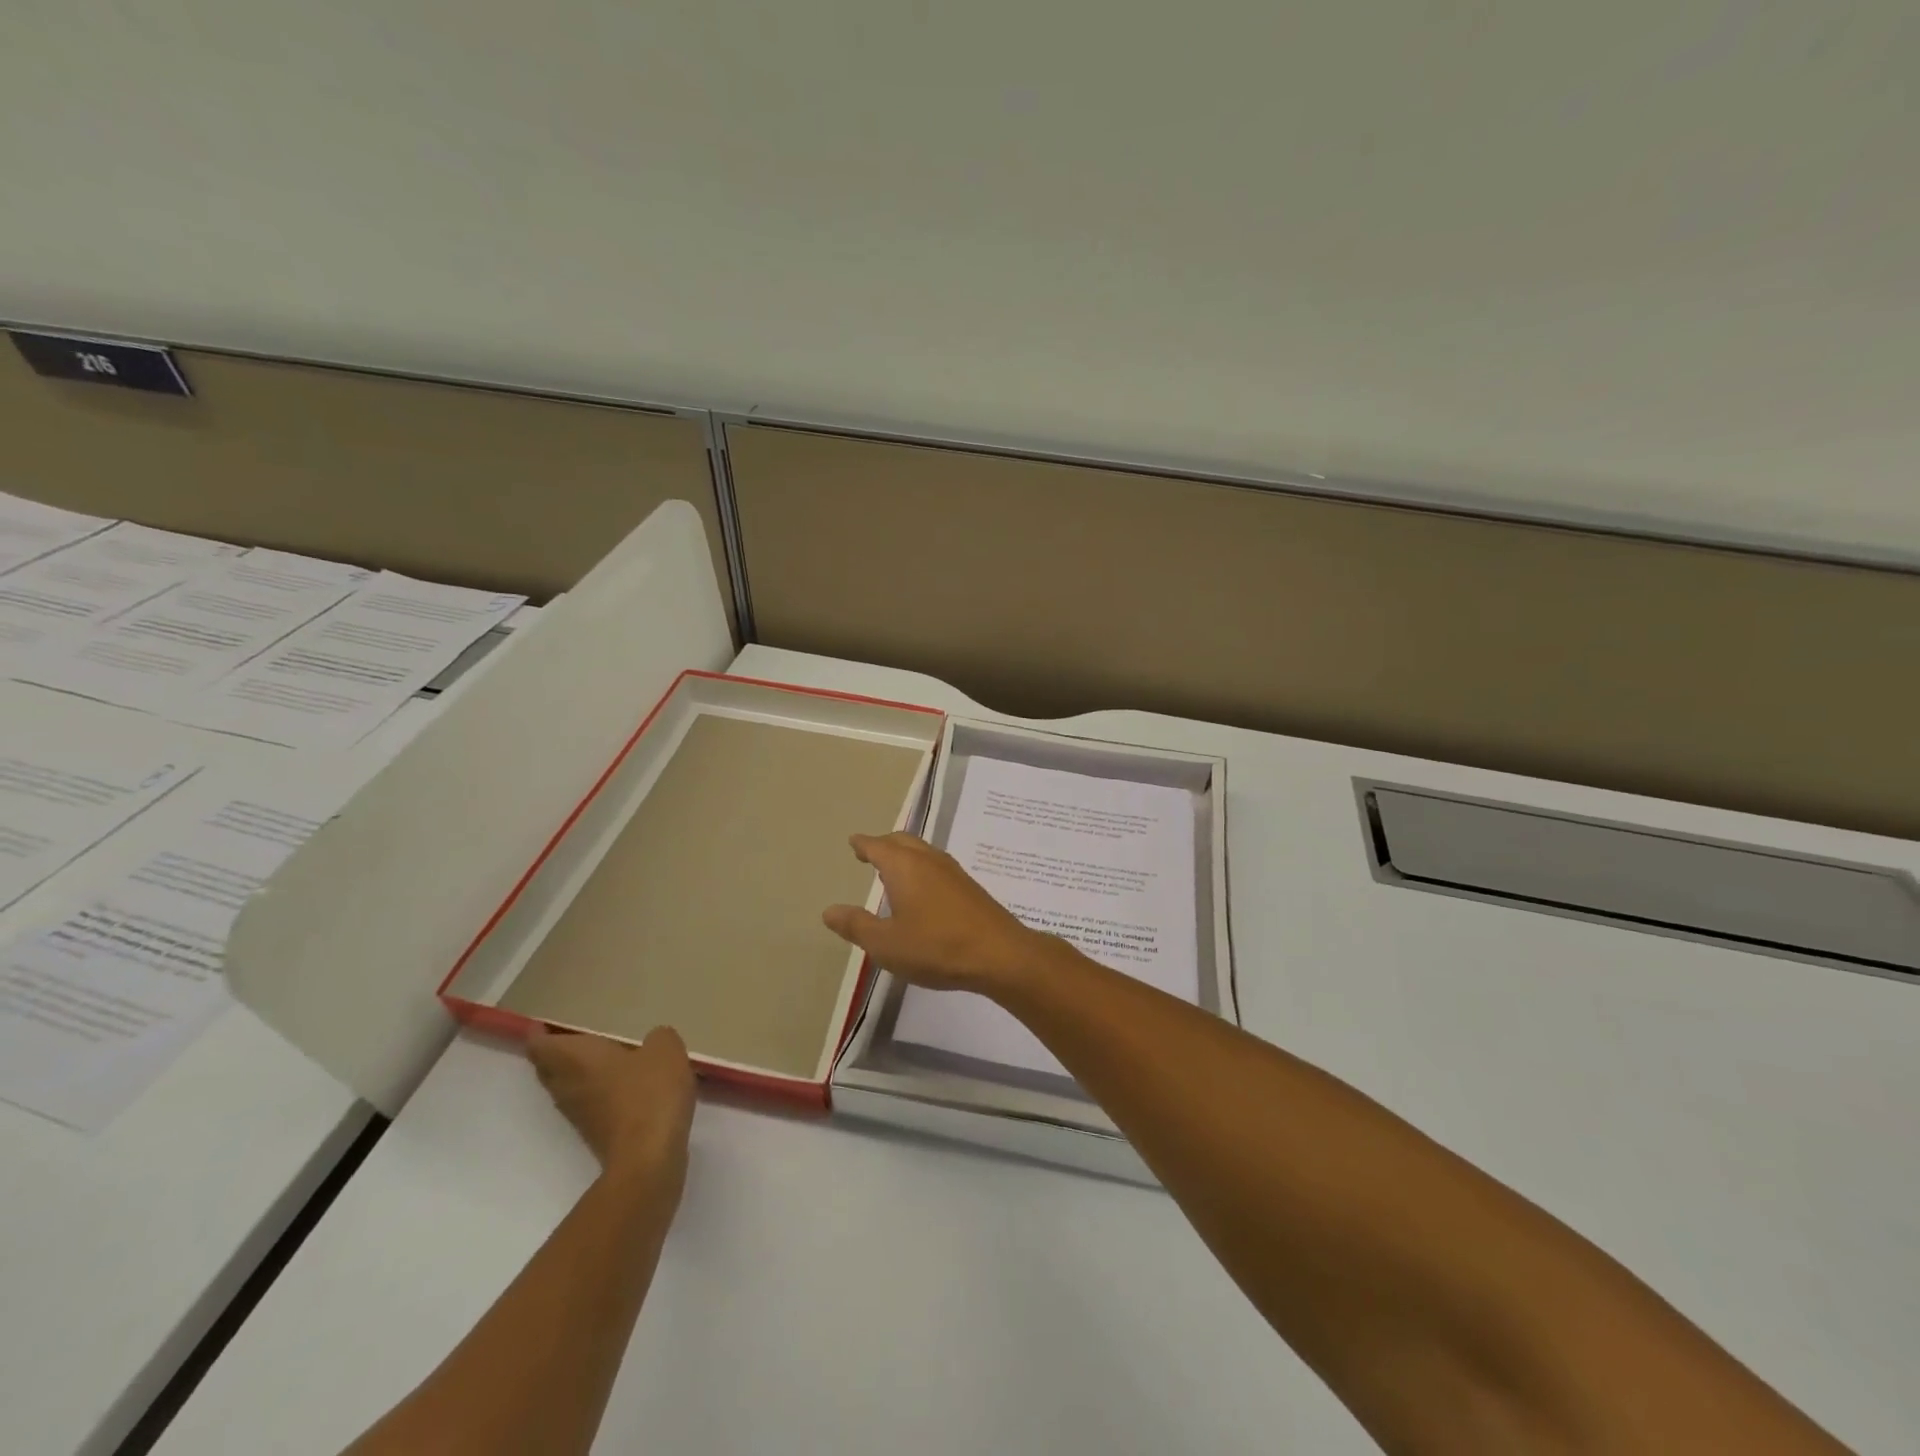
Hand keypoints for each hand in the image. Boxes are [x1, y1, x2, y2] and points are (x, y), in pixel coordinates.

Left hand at [527, 1024, 695, 1188]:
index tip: (543, 1022)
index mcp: (576, 1059)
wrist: (648, 1159)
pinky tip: (619, 1084)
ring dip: (573, 1073)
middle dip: (553, 1053)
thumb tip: (652, 1042)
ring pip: (564, 1087)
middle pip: (547, 1068)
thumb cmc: (650, 1094)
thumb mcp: (665, 1050)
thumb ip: (657, 1038)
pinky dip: (594, 1091)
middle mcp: (568, 1085)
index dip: (538, 1033)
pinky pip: (585, 1103)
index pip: (539, 1045)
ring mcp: (579, 1114)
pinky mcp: (594, 1134)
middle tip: (571, 1035)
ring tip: (597, 1056)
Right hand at [822, 831, 1054, 993]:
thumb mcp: (886, 944)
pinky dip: (922, 867)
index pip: (877, 846)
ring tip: (893, 868)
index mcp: (904, 866)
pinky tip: (923, 888)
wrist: (999, 954)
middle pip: (902, 841)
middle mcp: (928, 860)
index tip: (854, 842)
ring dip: (905, 854)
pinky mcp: (969, 887)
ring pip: (923, 851)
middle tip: (870, 851)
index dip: (864, 844)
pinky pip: (937, 866)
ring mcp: (953, 871)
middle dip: (884, 844)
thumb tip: (829, 910)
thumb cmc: (936, 947)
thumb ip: (856, 925)